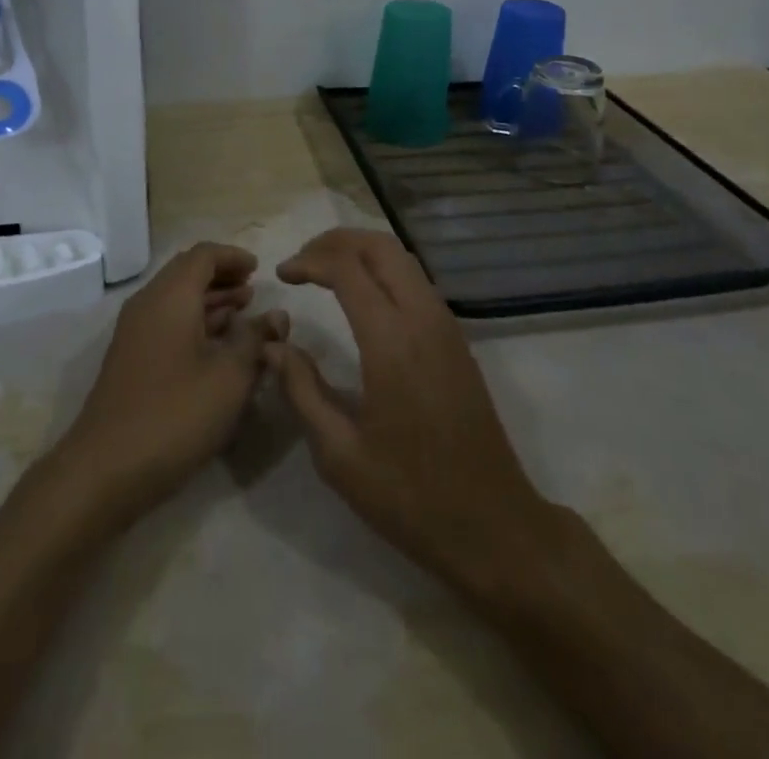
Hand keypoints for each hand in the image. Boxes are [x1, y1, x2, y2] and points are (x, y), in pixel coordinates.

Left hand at [51, 243, 287, 526]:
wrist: (105, 469)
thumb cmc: (174, 415)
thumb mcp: (229, 378)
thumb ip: (256, 340)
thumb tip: (277, 315)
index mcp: (170, 297)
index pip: (202, 255)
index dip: (233, 257)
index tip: (259, 269)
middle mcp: (148, 304)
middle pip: (186, 273)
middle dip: (222, 277)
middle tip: (254, 289)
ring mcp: (135, 333)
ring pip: (176, 299)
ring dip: (209, 301)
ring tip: (243, 313)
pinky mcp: (131, 359)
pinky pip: (167, 323)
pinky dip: (194, 322)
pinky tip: (217, 346)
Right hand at [268, 230, 551, 593]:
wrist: (494, 527)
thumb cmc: (410, 497)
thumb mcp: (340, 454)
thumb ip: (302, 390)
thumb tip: (274, 346)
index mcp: (392, 342)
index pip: (347, 269)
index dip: (309, 261)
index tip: (282, 274)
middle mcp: (423, 319)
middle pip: (381, 247)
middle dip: (337, 241)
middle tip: (303, 261)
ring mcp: (446, 326)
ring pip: (403, 259)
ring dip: (362, 252)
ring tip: (326, 271)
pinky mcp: (457, 340)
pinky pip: (417, 281)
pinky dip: (384, 270)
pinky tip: (363, 297)